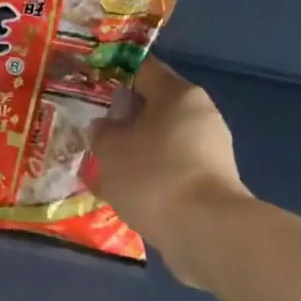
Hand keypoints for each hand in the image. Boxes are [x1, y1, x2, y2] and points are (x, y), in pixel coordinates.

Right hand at [90, 57, 251, 287]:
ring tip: (103, 167)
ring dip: (135, 151)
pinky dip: (149, 176)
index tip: (89, 86)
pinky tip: (126, 192)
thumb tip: (105, 128)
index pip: (143, 70)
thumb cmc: (153, 175)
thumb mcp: (110, 149)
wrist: (205, 231)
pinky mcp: (211, 183)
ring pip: (162, 141)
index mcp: (179, 94)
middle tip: (92, 131)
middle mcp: (201, 115)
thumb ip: (102, 132)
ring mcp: (210, 151)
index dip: (113, 74)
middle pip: (154, 107)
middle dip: (123, 119)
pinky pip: (171, 170)